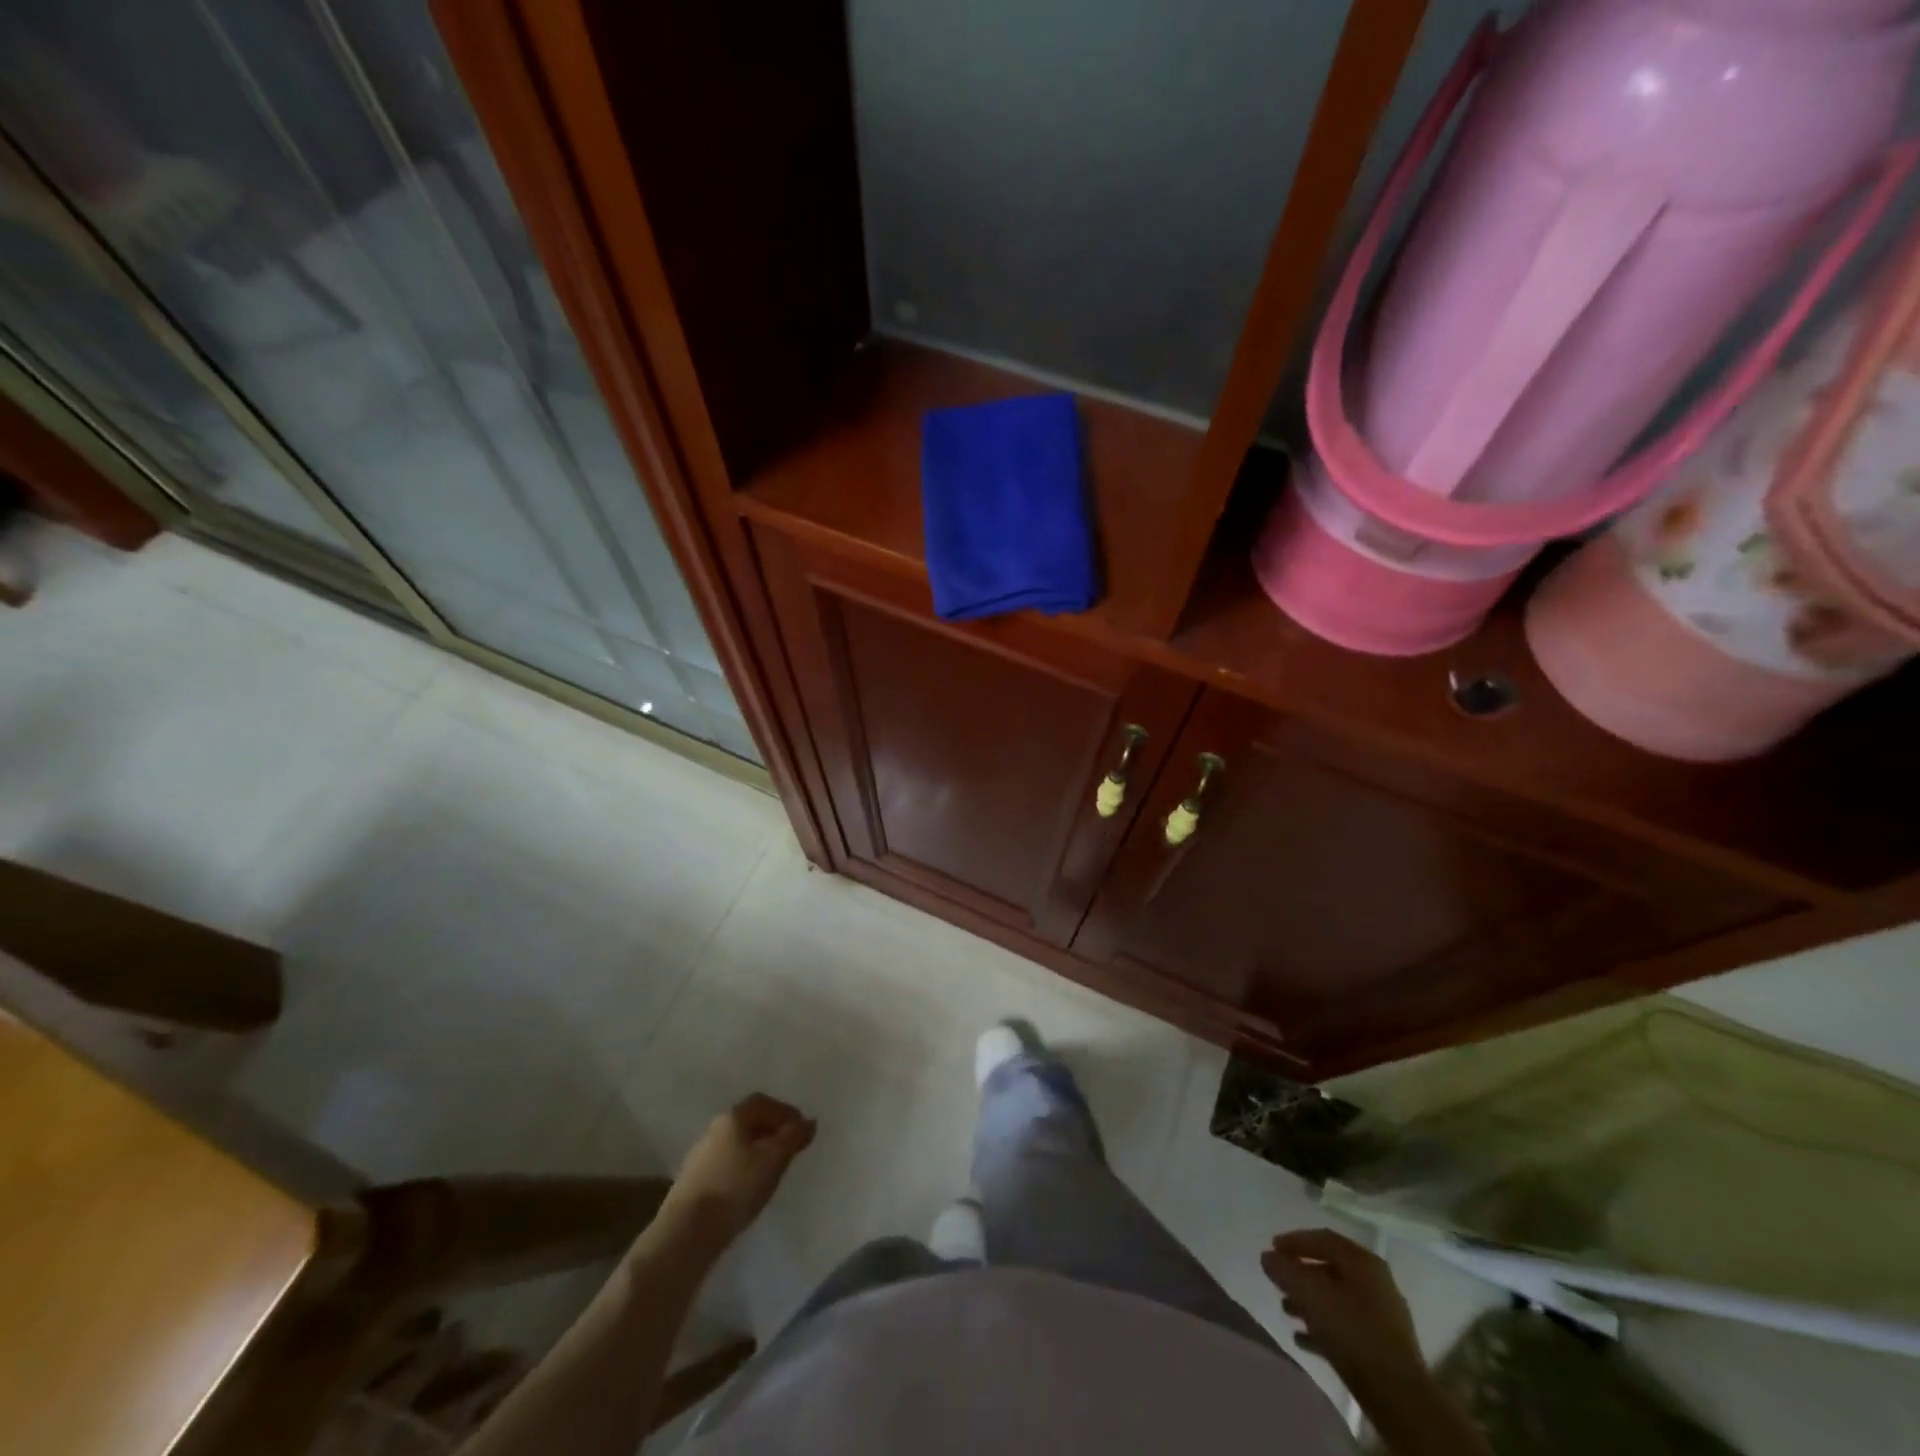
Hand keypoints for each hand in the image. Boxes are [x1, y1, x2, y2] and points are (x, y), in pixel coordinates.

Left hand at [660, 1093, 816, 1245]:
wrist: (687, 1232)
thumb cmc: (736, 1187)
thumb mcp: (774, 1159)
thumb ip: (793, 1137)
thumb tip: (809, 1122)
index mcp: (733, 1117)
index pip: (763, 1102)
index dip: (785, 1112)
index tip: (802, 1130)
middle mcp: (714, 1129)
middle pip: (749, 1121)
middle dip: (772, 1131)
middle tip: (790, 1149)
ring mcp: (700, 1155)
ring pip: (737, 1144)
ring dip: (757, 1151)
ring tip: (772, 1171)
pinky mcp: (693, 1181)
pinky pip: (726, 1164)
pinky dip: (743, 1167)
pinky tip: (749, 1187)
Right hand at [1260, 1228, 1424, 1393]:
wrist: (1399, 1398)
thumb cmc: (1353, 1333)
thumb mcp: (1310, 1294)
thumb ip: (1285, 1270)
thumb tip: (1268, 1257)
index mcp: (1363, 1262)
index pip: (1323, 1239)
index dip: (1294, 1240)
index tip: (1272, 1248)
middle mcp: (1376, 1282)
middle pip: (1330, 1269)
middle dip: (1300, 1274)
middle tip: (1278, 1280)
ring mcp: (1383, 1316)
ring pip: (1337, 1299)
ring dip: (1309, 1301)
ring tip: (1286, 1310)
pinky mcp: (1383, 1347)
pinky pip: (1346, 1326)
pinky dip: (1323, 1327)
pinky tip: (1302, 1339)